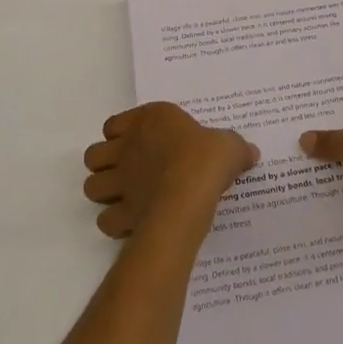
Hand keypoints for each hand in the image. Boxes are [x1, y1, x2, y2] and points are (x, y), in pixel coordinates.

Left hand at [82, 103, 258, 238]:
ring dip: (104, 193)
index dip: (121, 135)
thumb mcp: (229, 145)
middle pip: (94, 155)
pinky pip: (105, 220)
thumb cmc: (205, 159)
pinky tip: (133, 223)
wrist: (189, 195)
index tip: (140, 143)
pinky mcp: (121, 213)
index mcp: (149, 120)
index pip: (114, 124)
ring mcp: (120, 182)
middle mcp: (127, 147)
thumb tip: (250, 152)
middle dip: (105, 165)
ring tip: (125, 198)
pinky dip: (115, 223)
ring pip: (91, 187)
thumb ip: (235, 147)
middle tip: (127, 172)